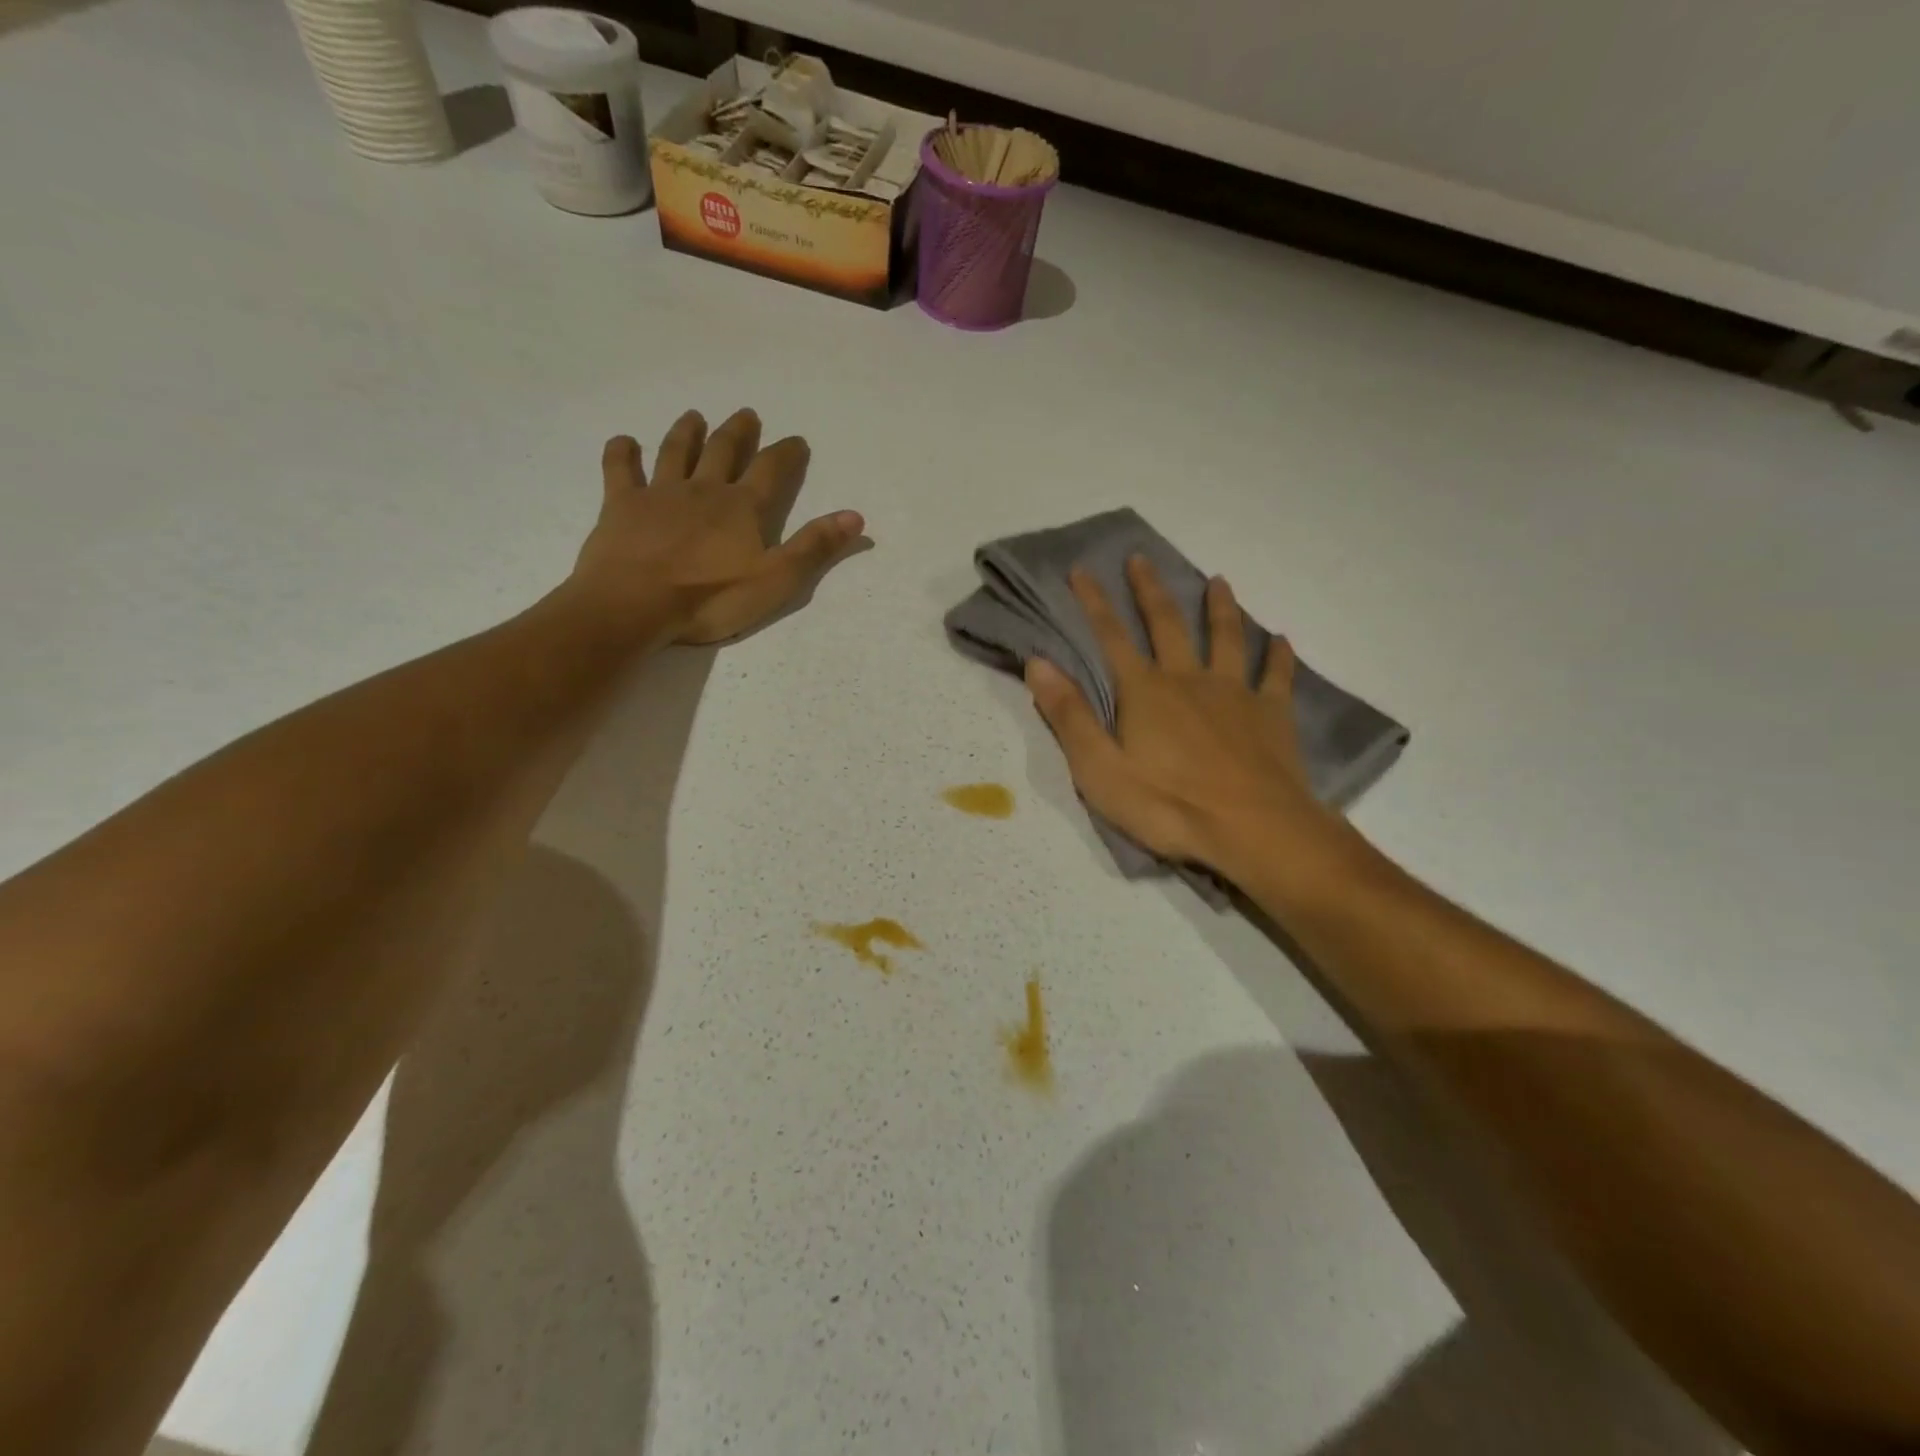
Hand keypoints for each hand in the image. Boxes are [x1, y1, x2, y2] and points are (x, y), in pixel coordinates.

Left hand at [573, 408, 864, 644]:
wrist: (635, 604)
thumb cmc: (710, 598)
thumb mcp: (777, 580)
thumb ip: (814, 547)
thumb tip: (855, 516)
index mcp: (742, 508)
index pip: (772, 471)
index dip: (787, 453)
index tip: (797, 440)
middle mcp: (703, 490)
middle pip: (724, 451)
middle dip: (739, 433)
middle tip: (746, 415)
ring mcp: (659, 494)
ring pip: (676, 452)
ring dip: (688, 432)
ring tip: (695, 416)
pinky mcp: (621, 506)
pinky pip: (620, 470)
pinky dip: (622, 452)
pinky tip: (624, 441)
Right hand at [1025, 557, 1355, 889]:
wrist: (1254, 830)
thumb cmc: (1168, 805)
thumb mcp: (1100, 770)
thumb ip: (1068, 715)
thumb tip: (1037, 663)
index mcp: (1145, 692)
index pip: (1111, 637)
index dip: (1094, 603)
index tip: (1082, 570)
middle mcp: (1189, 680)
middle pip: (1167, 625)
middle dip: (1150, 591)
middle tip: (1141, 559)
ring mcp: (1235, 694)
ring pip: (1226, 638)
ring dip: (1220, 608)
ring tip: (1219, 580)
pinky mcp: (1272, 716)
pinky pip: (1276, 677)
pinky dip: (1278, 656)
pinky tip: (1282, 640)